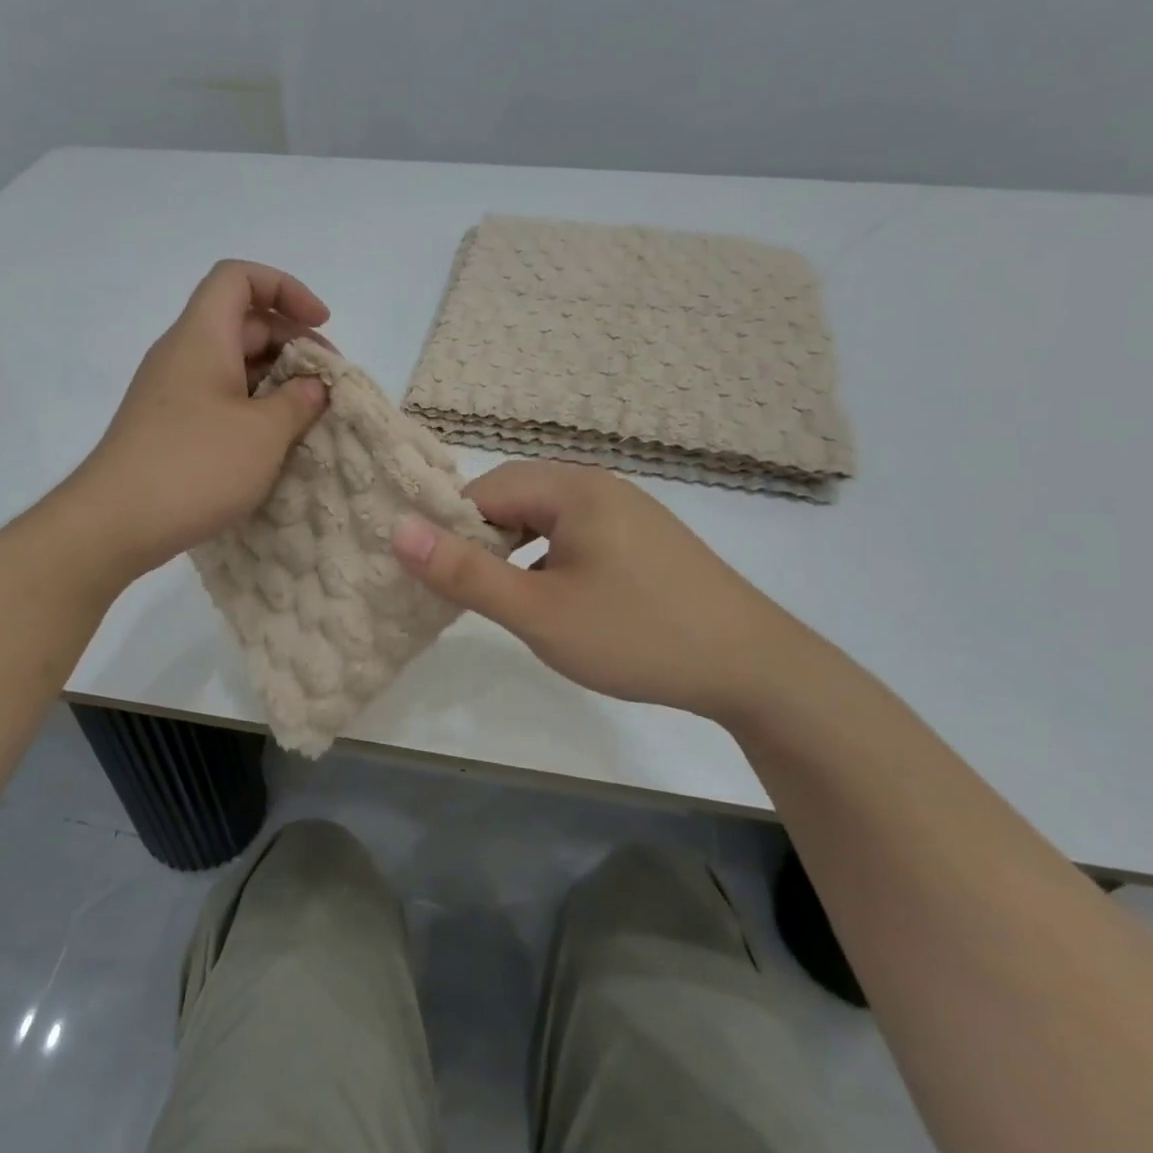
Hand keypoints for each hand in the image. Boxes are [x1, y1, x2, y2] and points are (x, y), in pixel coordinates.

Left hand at [72, 260, 329, 583]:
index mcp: (202, 337)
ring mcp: (171, 392)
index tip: (321, 324)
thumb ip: (298, 401)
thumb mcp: (264, 433)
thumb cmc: (196, 466)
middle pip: (242, 322)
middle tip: (327, 383)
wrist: (115, 523)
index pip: (240, 278)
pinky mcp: (168, 426)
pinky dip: (253, 408)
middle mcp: (183, 354)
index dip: (286, 288)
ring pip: (232, 364)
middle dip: (292, 342)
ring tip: (308, 417)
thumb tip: (312, 386)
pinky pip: (218, 398)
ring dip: (275, 381)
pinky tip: (274, 443)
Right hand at [391, 461, 824, 724]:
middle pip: (515, 498)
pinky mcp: (644, 538)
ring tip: (512, 601)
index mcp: (572, 488)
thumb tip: (397, 530)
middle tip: (473, 595)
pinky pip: (577, 535)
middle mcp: (598, 485)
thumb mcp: (539, 612)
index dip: (453, 530)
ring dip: (517, 553)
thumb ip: (465, 572)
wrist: (754, 667)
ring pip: (546, 519)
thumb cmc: (637, 635)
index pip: (485, 490)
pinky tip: (559, 600)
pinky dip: (551, 560)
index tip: (440, 579)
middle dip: (484, 541)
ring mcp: (627, 510)